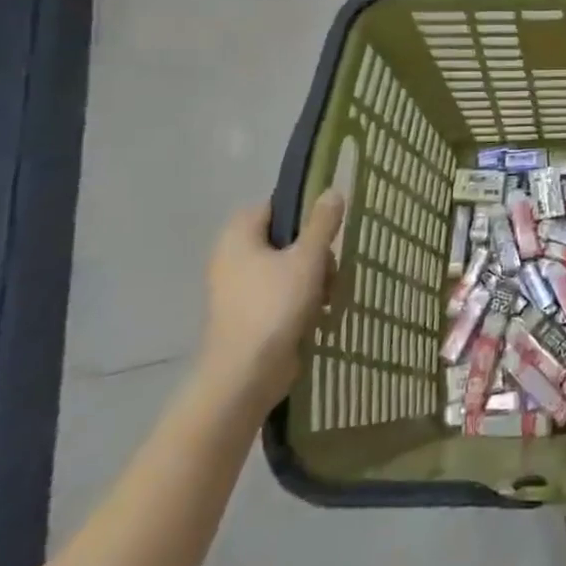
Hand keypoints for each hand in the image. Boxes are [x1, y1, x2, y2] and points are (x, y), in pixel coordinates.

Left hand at [198, 191, 343, 407]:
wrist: (245, 375)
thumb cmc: (275, 306)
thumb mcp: (308, 258)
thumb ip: (322, 223)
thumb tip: (332, 190)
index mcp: (239, 236)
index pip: (276, 207)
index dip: (304, 214)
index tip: (328, 230)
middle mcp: (233, 257)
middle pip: (287, 239)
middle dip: (316, 254)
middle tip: (330, 271)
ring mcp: (239, 289)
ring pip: (289, 268)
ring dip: (315, 279)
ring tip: (327, 298)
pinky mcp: (249, 315)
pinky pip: (282, 294)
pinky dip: (302, 301)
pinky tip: (319, 315)